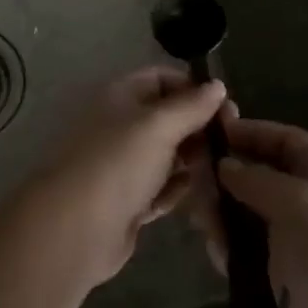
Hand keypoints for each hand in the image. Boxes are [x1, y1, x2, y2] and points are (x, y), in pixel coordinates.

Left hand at [26, 67, 225, 286]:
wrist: (75, 229)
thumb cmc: (118, 163)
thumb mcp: (159, 125)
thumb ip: (191, 106)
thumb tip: (218, 86)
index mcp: (121, 97)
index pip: (162, 78)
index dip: (193, 88)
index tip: (226, 106)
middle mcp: (121, 126)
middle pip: (167, 118)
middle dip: (198, 126)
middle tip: (233, 141)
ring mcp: (123, 166)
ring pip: (166, 155)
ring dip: (193, 160)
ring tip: (226, 168)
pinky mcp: (128, 202)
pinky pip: (161, 189)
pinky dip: (179, 189)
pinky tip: (205, 194)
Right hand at [187, 114, 307, 307]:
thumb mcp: (298, 202)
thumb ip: (256, 178)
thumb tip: (224, 165)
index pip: (284, 140)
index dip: (250, 133)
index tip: (210, 132)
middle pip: (260, 176)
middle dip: (227, 177)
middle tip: (193, 183)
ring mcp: (295, 240)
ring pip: (248, 214)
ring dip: (223, 214)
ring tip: (200, 221)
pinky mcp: (280, 276)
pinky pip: (246, 250)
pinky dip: (229, 248)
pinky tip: (215, 251)